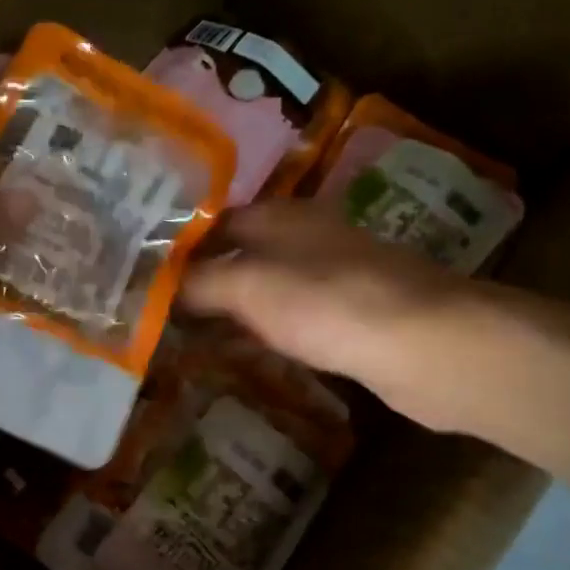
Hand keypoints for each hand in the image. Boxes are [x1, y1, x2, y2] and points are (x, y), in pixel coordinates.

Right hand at [180, 201, 491, 431]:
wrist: (425, 345)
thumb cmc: (326, 302)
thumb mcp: (247, 285)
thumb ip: (198, 283)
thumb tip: (157, 286)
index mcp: (282, 215)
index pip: (215, 221)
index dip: (180, 245)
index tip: (144, 274)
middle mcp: (308, 237)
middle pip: (242, 254)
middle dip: (202, 280)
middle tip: (158, 310)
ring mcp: (334, 277)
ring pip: (267, 288)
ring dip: (232, 309)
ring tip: (189, 335)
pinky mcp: (352, 317)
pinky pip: (293, 319)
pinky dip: (264, 332)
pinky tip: (246, 354)